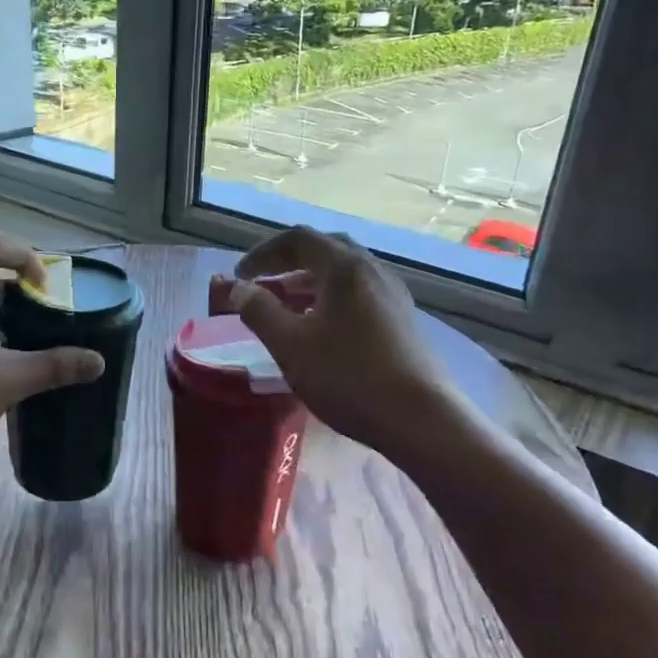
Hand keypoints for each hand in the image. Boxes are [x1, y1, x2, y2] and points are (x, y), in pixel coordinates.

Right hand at [222, 227, 454, 452]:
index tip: (240, 276)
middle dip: (288, 262)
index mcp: (344, 267)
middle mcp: (372, 269)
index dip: (263, 253)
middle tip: (263, 283)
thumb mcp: (290, 345)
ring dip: (309, 281)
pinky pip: (359, 293)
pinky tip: (320, 327)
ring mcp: (392, 294)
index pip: (297, 239)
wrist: (420, 419)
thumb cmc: (348, 376)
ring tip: (286, 306)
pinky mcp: (402, 319)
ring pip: (344, 272)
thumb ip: (259, 311)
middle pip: (324, 249)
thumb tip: (237, 288)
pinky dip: (331, 297)